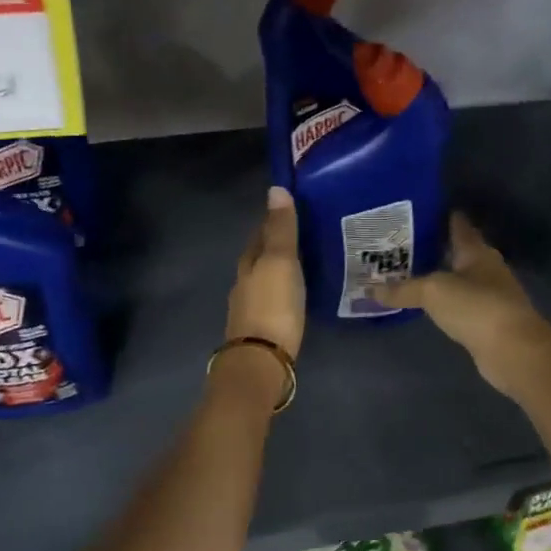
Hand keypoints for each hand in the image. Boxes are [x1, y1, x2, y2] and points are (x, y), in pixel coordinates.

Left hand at [225, 186, 305, 360]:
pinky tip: (297, 294)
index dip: (274, 220)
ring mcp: (250, 308)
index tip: (294, 208)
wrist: (262, 361)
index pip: (260, 232)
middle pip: (260, 256)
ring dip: (281, 270)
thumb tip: (275, 189)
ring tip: (306, 263)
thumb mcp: (280, 262)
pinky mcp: (261, 330)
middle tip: (305, 235)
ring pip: (266, 279)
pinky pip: (274, 300)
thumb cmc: (273, 306)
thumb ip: (280, 229)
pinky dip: (284, 291)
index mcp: (248, 262)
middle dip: (277, 245)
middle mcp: (244, 282)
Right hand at [378, 214, 550, 396]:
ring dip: (438, 276)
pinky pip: (460, 304)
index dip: (439, 216)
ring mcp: (490, 295)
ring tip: (407, 272)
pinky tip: (427, 304)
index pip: (458, 225)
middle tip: (401, 244)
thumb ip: (402, 289)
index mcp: (476, 251)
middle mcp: (486, 268)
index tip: (415, 211)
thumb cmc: (475, 307)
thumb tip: (369, 289)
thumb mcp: (433, 292)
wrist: (513, 350)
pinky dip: (444, 301)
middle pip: (457, 252)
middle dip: (433, 247)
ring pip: (459, 279)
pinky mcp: (488, 321)